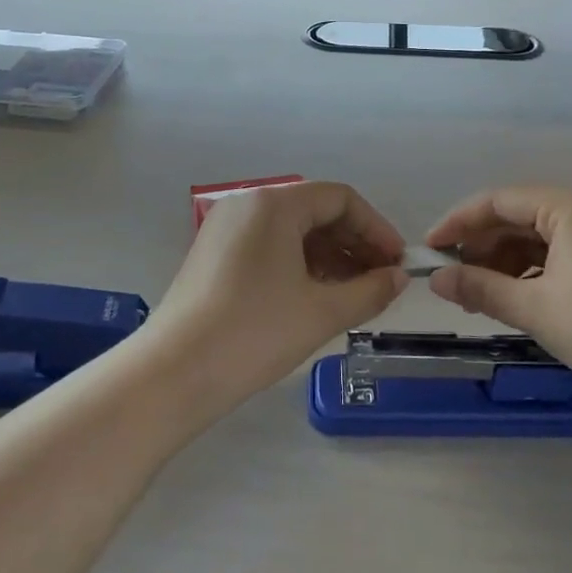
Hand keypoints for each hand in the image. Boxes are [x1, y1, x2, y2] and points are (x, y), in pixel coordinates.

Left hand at [144, 181, 407, 411]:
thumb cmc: (254, 333)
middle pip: (314, 211)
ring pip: (291, 231)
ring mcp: (225, 228)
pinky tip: (317, 295)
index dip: (376, 228)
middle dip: (354, 243)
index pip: (340, 199)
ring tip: (355, 293)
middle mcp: (248, 204)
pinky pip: (268, 246)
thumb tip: (399, 277)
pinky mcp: (213, 254)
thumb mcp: (322, 312)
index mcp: (274, 204)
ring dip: (329, 256)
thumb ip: (370, 290)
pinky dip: (299, 265)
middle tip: (382, 280)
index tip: (398, 262)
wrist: (173, 374)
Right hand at [425, 186, 571, 412]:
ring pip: (531, 235)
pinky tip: (507, 294)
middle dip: (479, 246)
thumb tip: (436, 280)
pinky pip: (551, 250)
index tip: (430, 249)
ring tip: (474, 294)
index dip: (459, 223)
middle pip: (515, 216)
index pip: (498, 201)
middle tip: (450, 278)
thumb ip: (479, 287)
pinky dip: (525, 269)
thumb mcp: (534, 308)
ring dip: (500, 261)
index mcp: (568, 207)